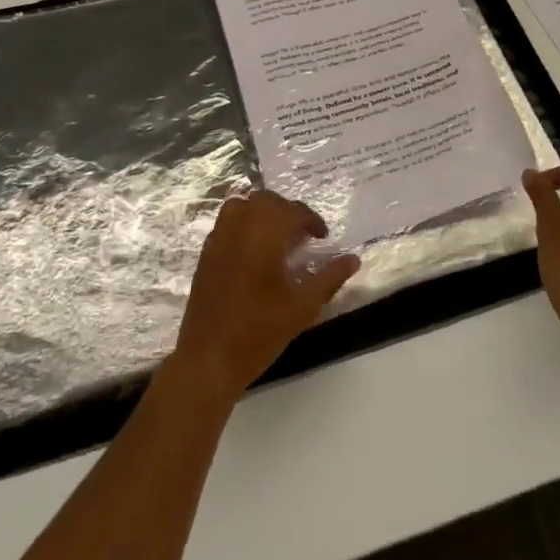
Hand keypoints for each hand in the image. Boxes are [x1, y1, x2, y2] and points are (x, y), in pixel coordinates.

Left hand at [172, 190, 361, 400]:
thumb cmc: (260, 331)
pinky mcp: (205, 254)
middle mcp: (239, 227)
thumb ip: (330, 278)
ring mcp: (218, 239)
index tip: (322, 238)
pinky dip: (243, 226)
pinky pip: (226, 224)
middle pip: (266, 201)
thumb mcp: (304, 307)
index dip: (312, 221)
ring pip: (242, 206)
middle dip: (287, 211)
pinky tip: (253, 254)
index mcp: (265, 234)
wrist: (209, 359)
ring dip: (261, 214)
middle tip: (301, 236)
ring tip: (276, 238)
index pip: (293, 211)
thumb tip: (353, 259)